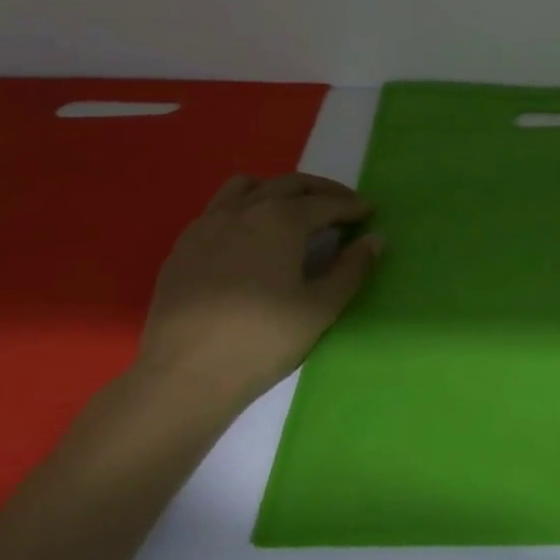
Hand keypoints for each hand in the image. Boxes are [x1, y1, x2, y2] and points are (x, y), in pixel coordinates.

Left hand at [134, 174, 381, 413]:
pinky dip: (244, 207)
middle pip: (288, 184)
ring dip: (277, 189)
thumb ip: (351, 269)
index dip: (351, 205)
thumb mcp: (320, 308)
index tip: (369, 210)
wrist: (184, 375)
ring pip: (246, 186)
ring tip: (293, 209)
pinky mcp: (183, 246)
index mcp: (280, 220)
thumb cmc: (262, 340)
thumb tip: (375, 239)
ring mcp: (207, 224)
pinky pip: (219, 208)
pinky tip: (250, 236)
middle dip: (320, 190)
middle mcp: (243, 210)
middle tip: (342, 204)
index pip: (325, 203)